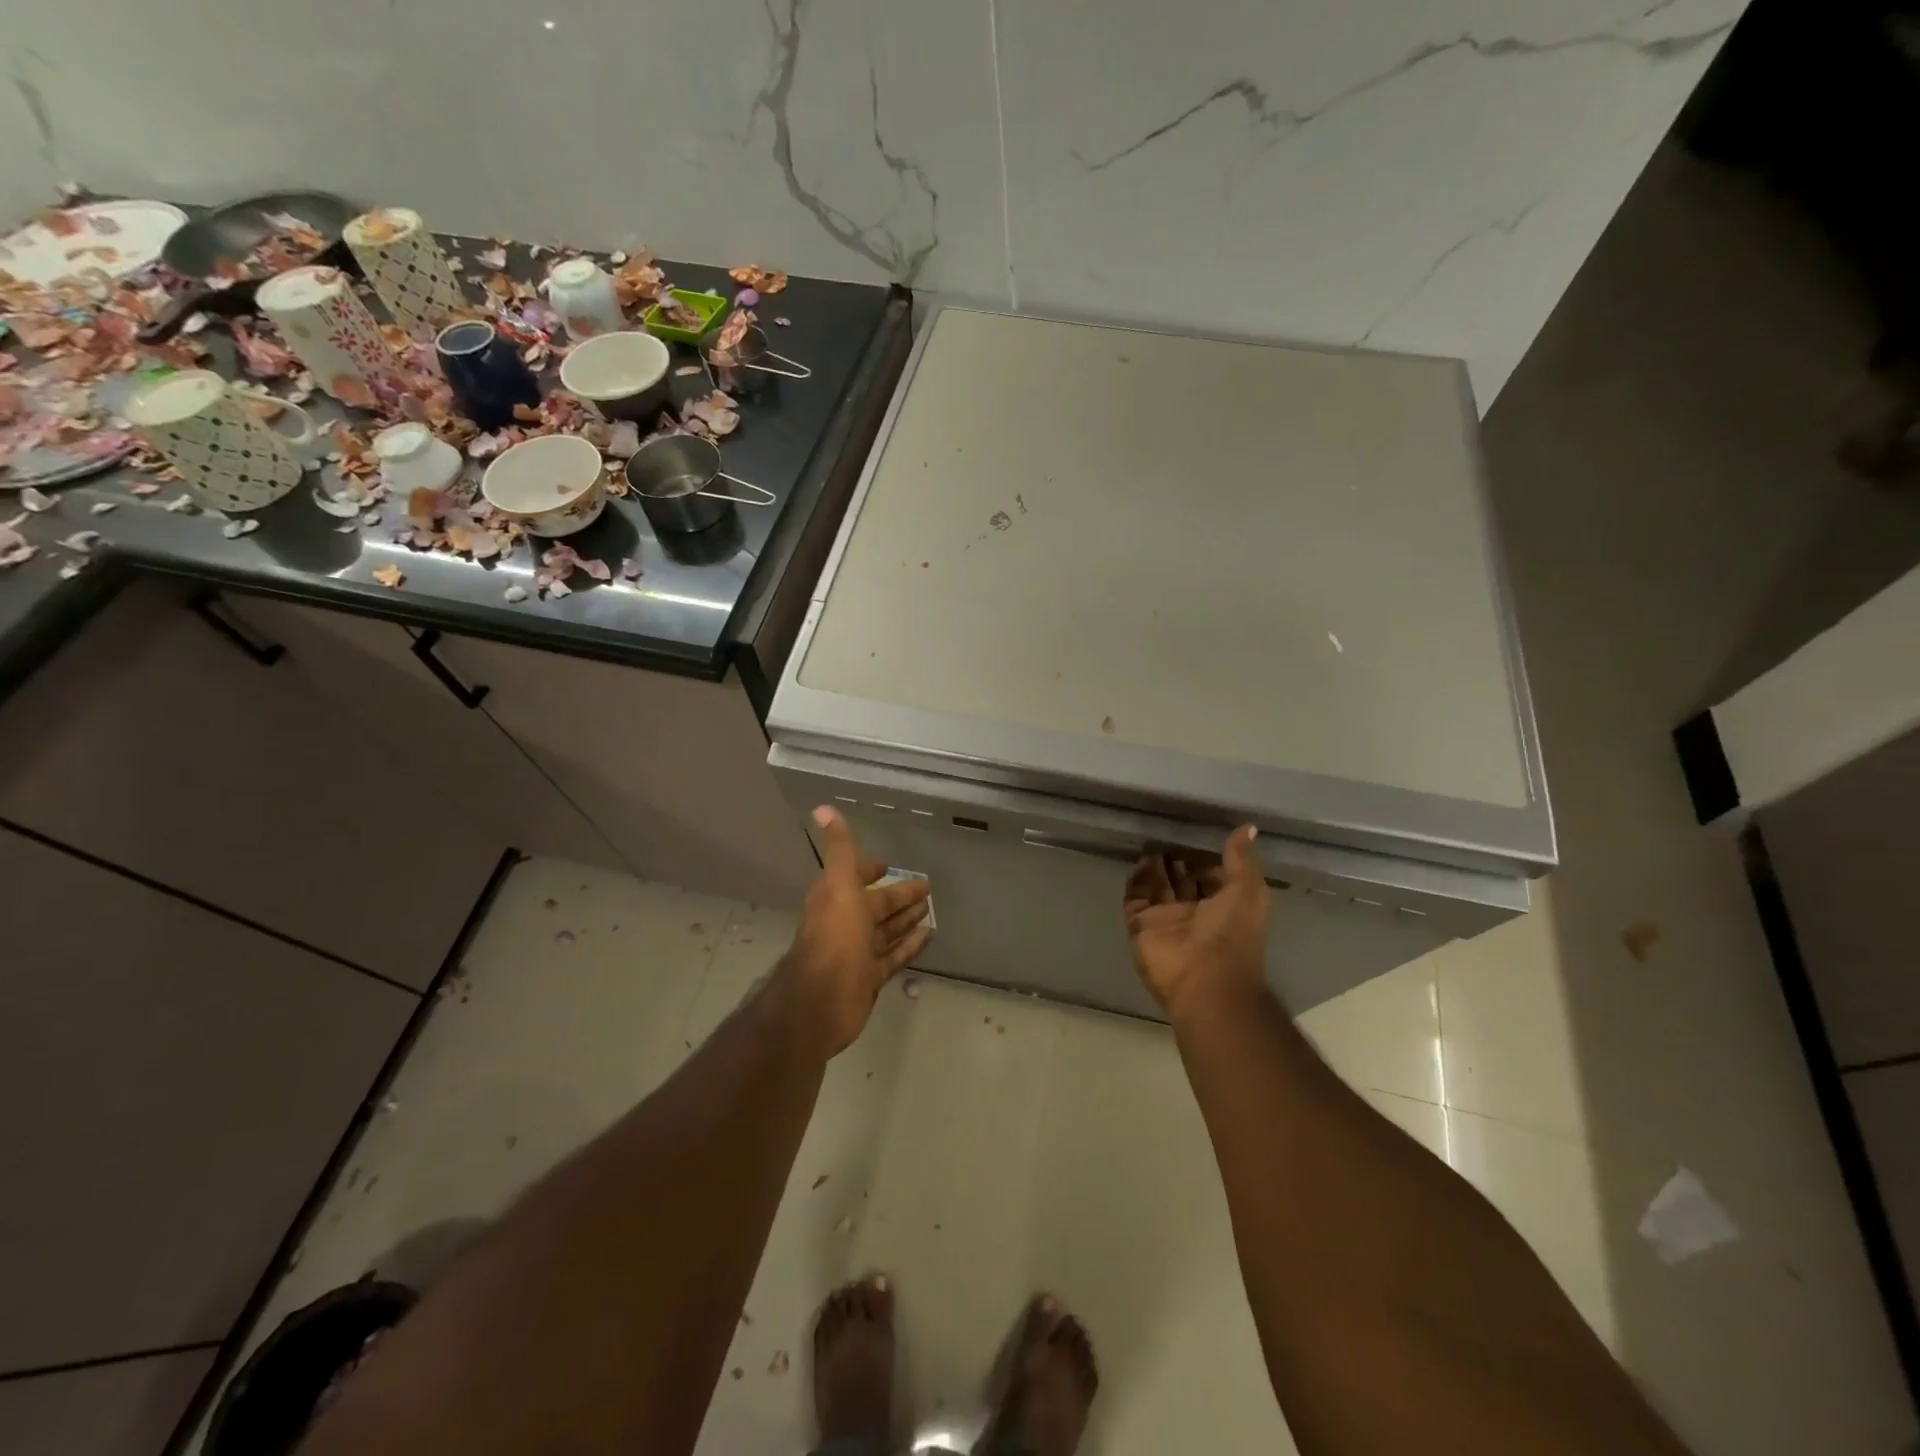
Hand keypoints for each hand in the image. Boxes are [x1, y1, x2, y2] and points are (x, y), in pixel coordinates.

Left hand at [778, 806, 933, 1054]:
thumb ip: (839, 848)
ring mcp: (858, 952)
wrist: (822, 1000)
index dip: (870, 869)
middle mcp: (845, 923)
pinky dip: (910, 945)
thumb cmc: (834, 937)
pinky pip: (894, 957)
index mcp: (836, 898)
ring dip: (905, 920)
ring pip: (886, 931)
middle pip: (876, 905)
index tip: (887, 864)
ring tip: (930, 910)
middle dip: (898, 895)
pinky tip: (930, 935)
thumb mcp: (839, 884)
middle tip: (926, 886)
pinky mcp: (870, 978)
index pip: (854, 877)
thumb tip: (823, 808)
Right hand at [1123, 826, 1268, 1021]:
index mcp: (1223, 906)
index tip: (1196, 832)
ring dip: (1156, 866)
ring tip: (1153, 840)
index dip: (1205, 857)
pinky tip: (1142, 859)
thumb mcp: (1247, 890)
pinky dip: (1137, 878)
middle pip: (1182, 880)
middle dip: (1176, 859)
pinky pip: (1135, 896)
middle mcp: (1194, 912)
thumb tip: (1248, 827)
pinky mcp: (1140, 925)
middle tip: (1168, 830)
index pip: (1211, 877)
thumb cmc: (1232, 934)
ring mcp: (1165, 919)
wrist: (1204, 981)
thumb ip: (1241, 858)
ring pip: (1157, 886)